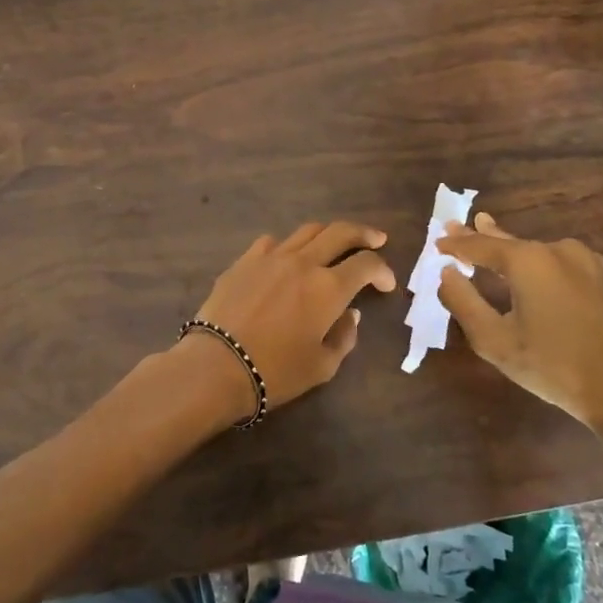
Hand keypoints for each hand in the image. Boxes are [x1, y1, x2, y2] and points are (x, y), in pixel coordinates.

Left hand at [191, 221, 396, 413]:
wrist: (217, 364)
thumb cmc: (276, 371)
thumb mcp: (322, 366)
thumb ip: (344, 337)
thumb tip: (350, 314)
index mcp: (329, 288)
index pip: (366, 264)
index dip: (382, 270)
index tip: (386, 284)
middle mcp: (303, 262)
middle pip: (340, 232)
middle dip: (363, 234)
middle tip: (375, 239)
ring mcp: (271, 257)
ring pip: (307, 231)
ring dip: (327, 234)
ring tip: (333, 245)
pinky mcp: (244, 261)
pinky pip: (272, 242)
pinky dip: (288, 246)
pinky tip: (287, 259)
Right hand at [437, 212, 602, 473]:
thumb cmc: (553, 367)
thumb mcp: (494, 341)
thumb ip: (462, 302)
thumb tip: (445, 274)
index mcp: (528, 260)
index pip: (480, 245)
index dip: (456, 245)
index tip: (436, 243)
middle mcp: (558, 249)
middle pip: (510, 241)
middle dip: (482, 236)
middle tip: (457, 227)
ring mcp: (587, 261)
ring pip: (537, 251)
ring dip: (511, 250)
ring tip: (491, 241)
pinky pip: (559, 262)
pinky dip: (537, 262)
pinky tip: (532, 269)